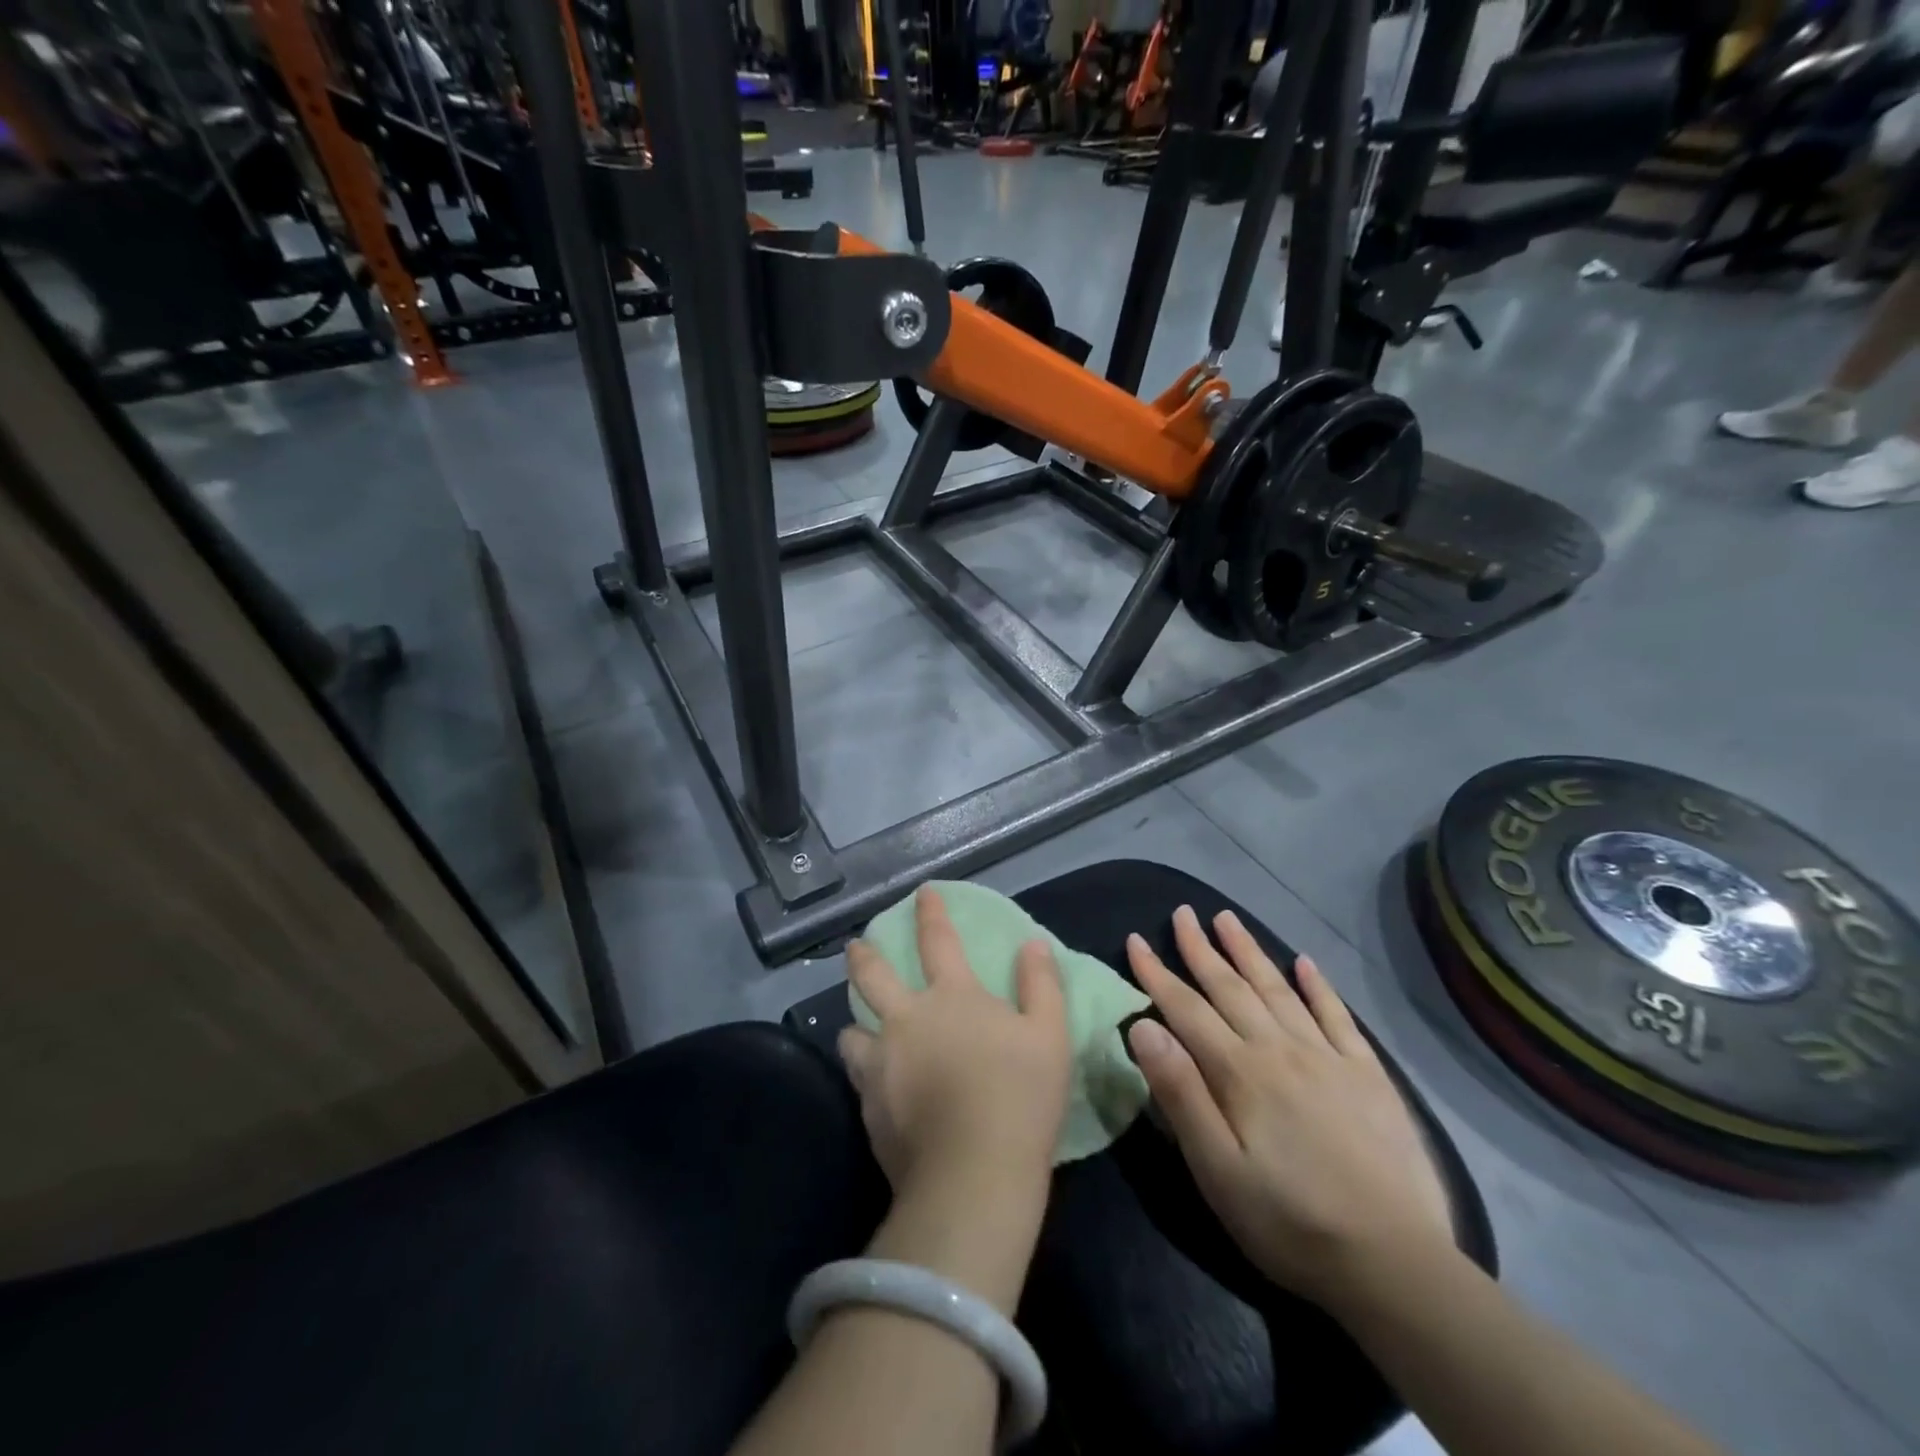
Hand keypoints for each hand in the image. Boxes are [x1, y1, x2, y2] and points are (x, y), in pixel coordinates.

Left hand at [839, 886, 1071, 1203]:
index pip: (939, 941)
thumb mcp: (1050, 1035)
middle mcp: (907, 1019)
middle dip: (862, 956)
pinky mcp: (868, 1104)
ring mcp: (881, 1062)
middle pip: (873, 975)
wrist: (974, 1174)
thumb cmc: (1021, 1097)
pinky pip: (856, 1075)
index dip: (931, 912)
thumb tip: (1031, 944)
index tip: (922, 892)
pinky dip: (861, 1068)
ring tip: (857, 1026)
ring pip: (851, 1028)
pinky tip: (870, 1080)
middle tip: (854, 947)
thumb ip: (1040, 985)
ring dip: (854, 1020)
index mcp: (952, 997)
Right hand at [1124, 906, 1454, 1307]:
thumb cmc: (1289, 1221)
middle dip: (1202, 948)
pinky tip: (1305, 962)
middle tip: (1183, 912)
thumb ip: (1180, 1092)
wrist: (1394, 1263)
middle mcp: (1280, 1049)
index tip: (1136, 939)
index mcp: (1240, 1071)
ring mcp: (1328, 1058)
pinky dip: (1319, 986)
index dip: (1157, 973)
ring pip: (1279, 990)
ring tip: (1229, 919)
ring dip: (1250, 952)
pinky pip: (1337, 1016)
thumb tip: (1143, 1025)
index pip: (1186, 1009)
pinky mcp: (1368, 1075)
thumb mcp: (1217, 1169)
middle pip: (1231, 987)